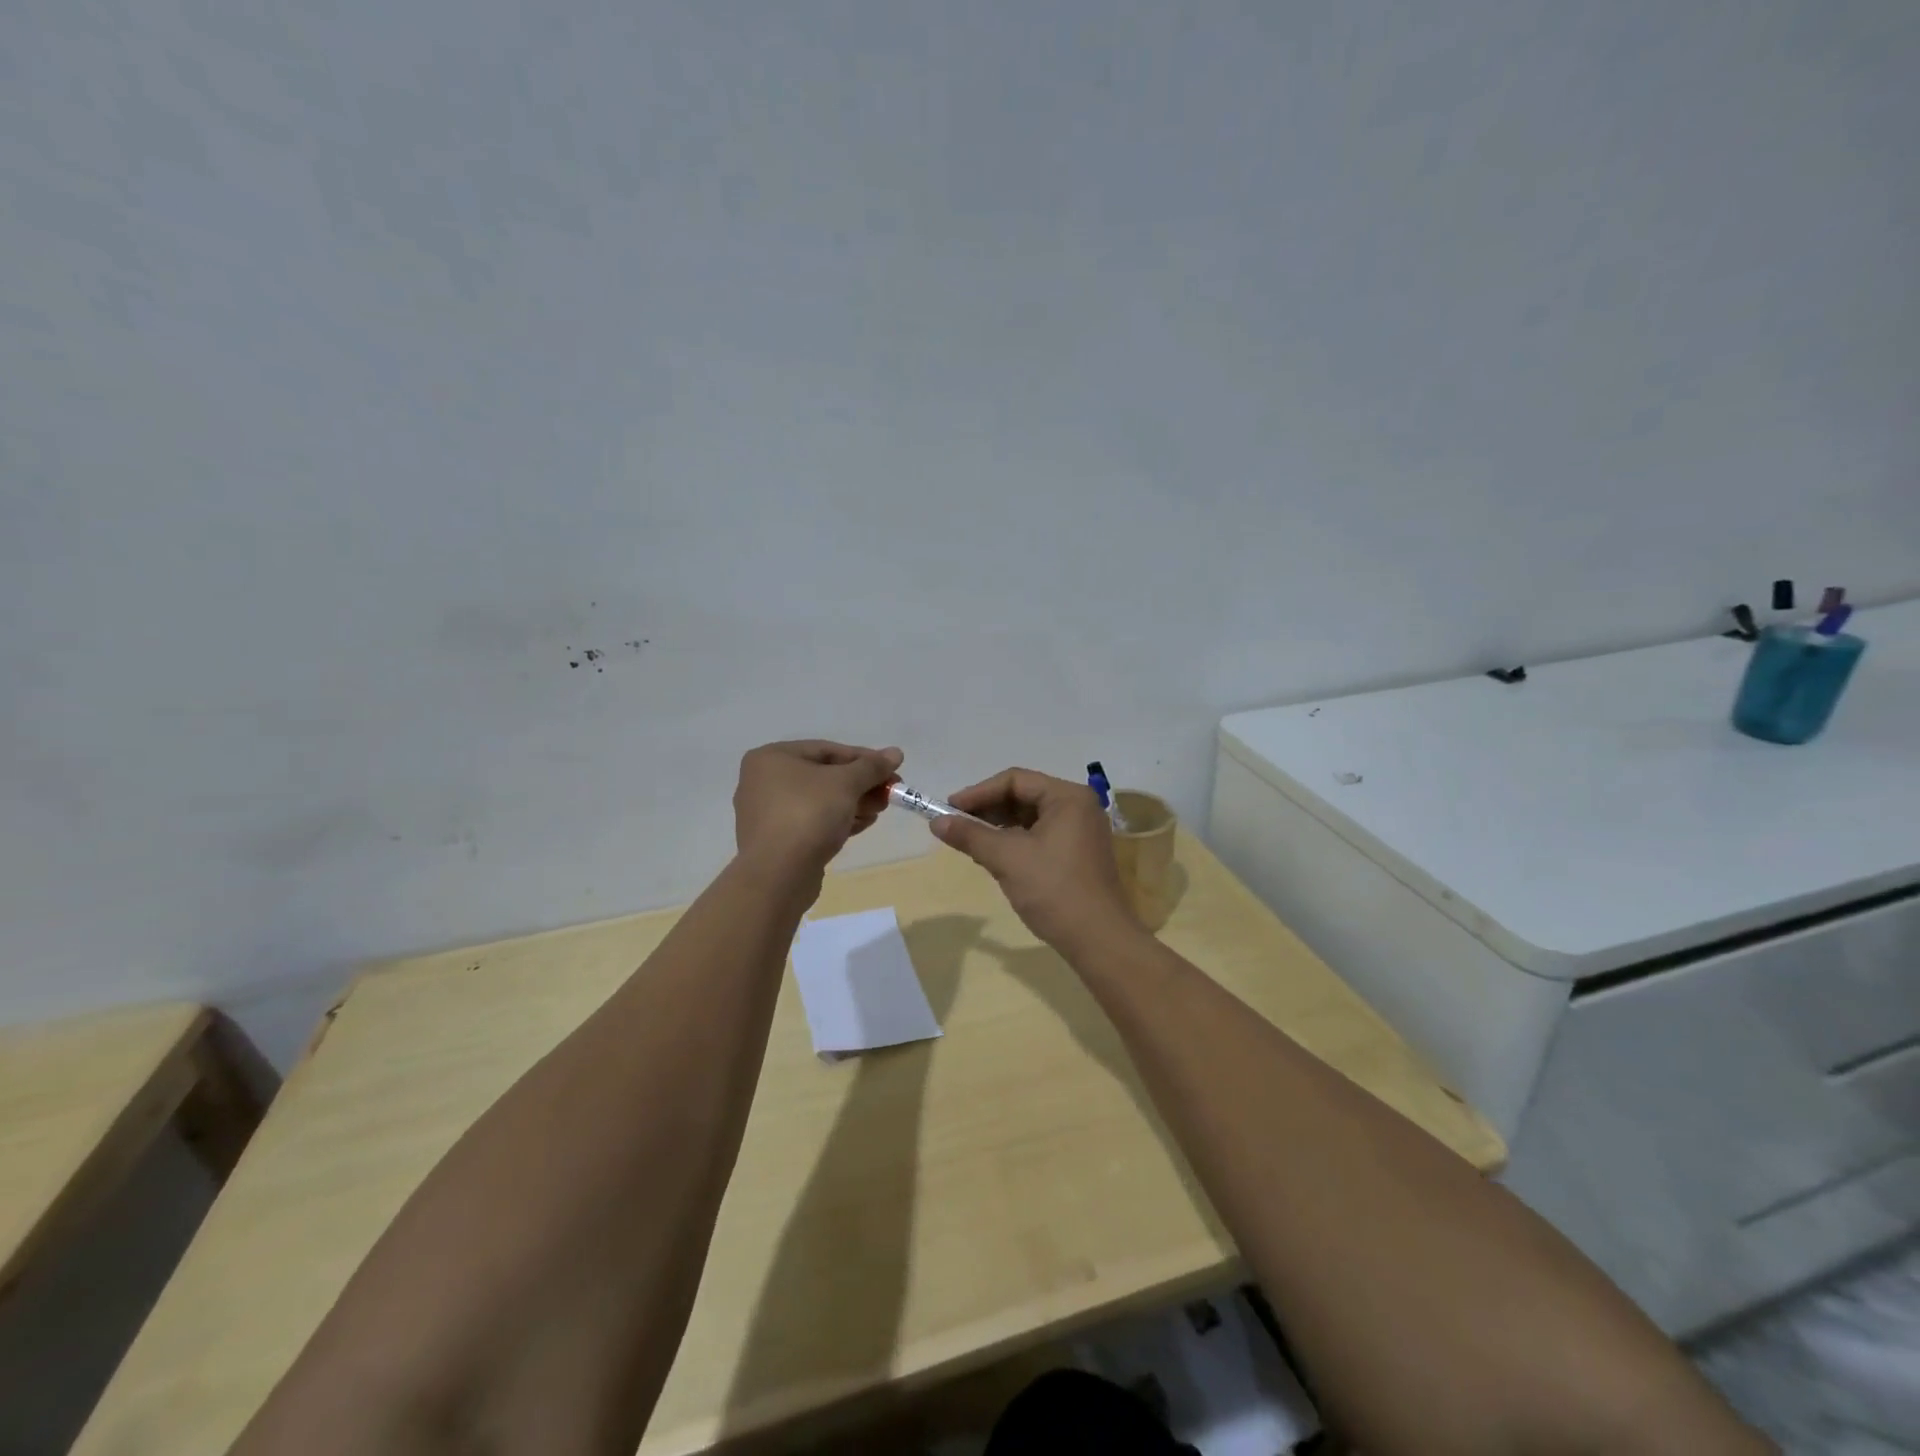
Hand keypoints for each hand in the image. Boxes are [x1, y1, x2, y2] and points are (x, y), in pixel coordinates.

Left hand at [733, 740, 902, 875]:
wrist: (778, 875)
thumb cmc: (808, 814)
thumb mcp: (845, 784)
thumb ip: (871, 767)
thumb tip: (896, 753)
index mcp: (772, 758)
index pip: (827, 750)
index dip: (864, 758)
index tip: (892, 768)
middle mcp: (764, 781)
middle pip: (824, 775)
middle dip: (860, 783)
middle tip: (890, 792)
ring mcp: (768, 813)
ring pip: (820, 800)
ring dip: (854, 802)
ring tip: (880, 809)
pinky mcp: (777, 841)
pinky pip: (813, 822)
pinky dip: (838, 820)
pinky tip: (864, 824)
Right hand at [930, 767, 1137, 952]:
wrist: (1098, 940)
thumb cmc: (1053, 890)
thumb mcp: (1006, 858)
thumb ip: (970, 835)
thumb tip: (936, 822)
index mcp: (1068, 797)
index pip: (1015, 780)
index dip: (978, 792)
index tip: (949, 808)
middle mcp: (1078, 807)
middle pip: (1024, 796)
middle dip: (988, 809)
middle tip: (956, 824)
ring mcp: (1081, 831)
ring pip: (1030, 818)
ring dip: (999, 826)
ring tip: (970, 841)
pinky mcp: (1078, 854)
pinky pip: (1040, 836)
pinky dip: (1015, 842)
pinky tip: (993, 856)